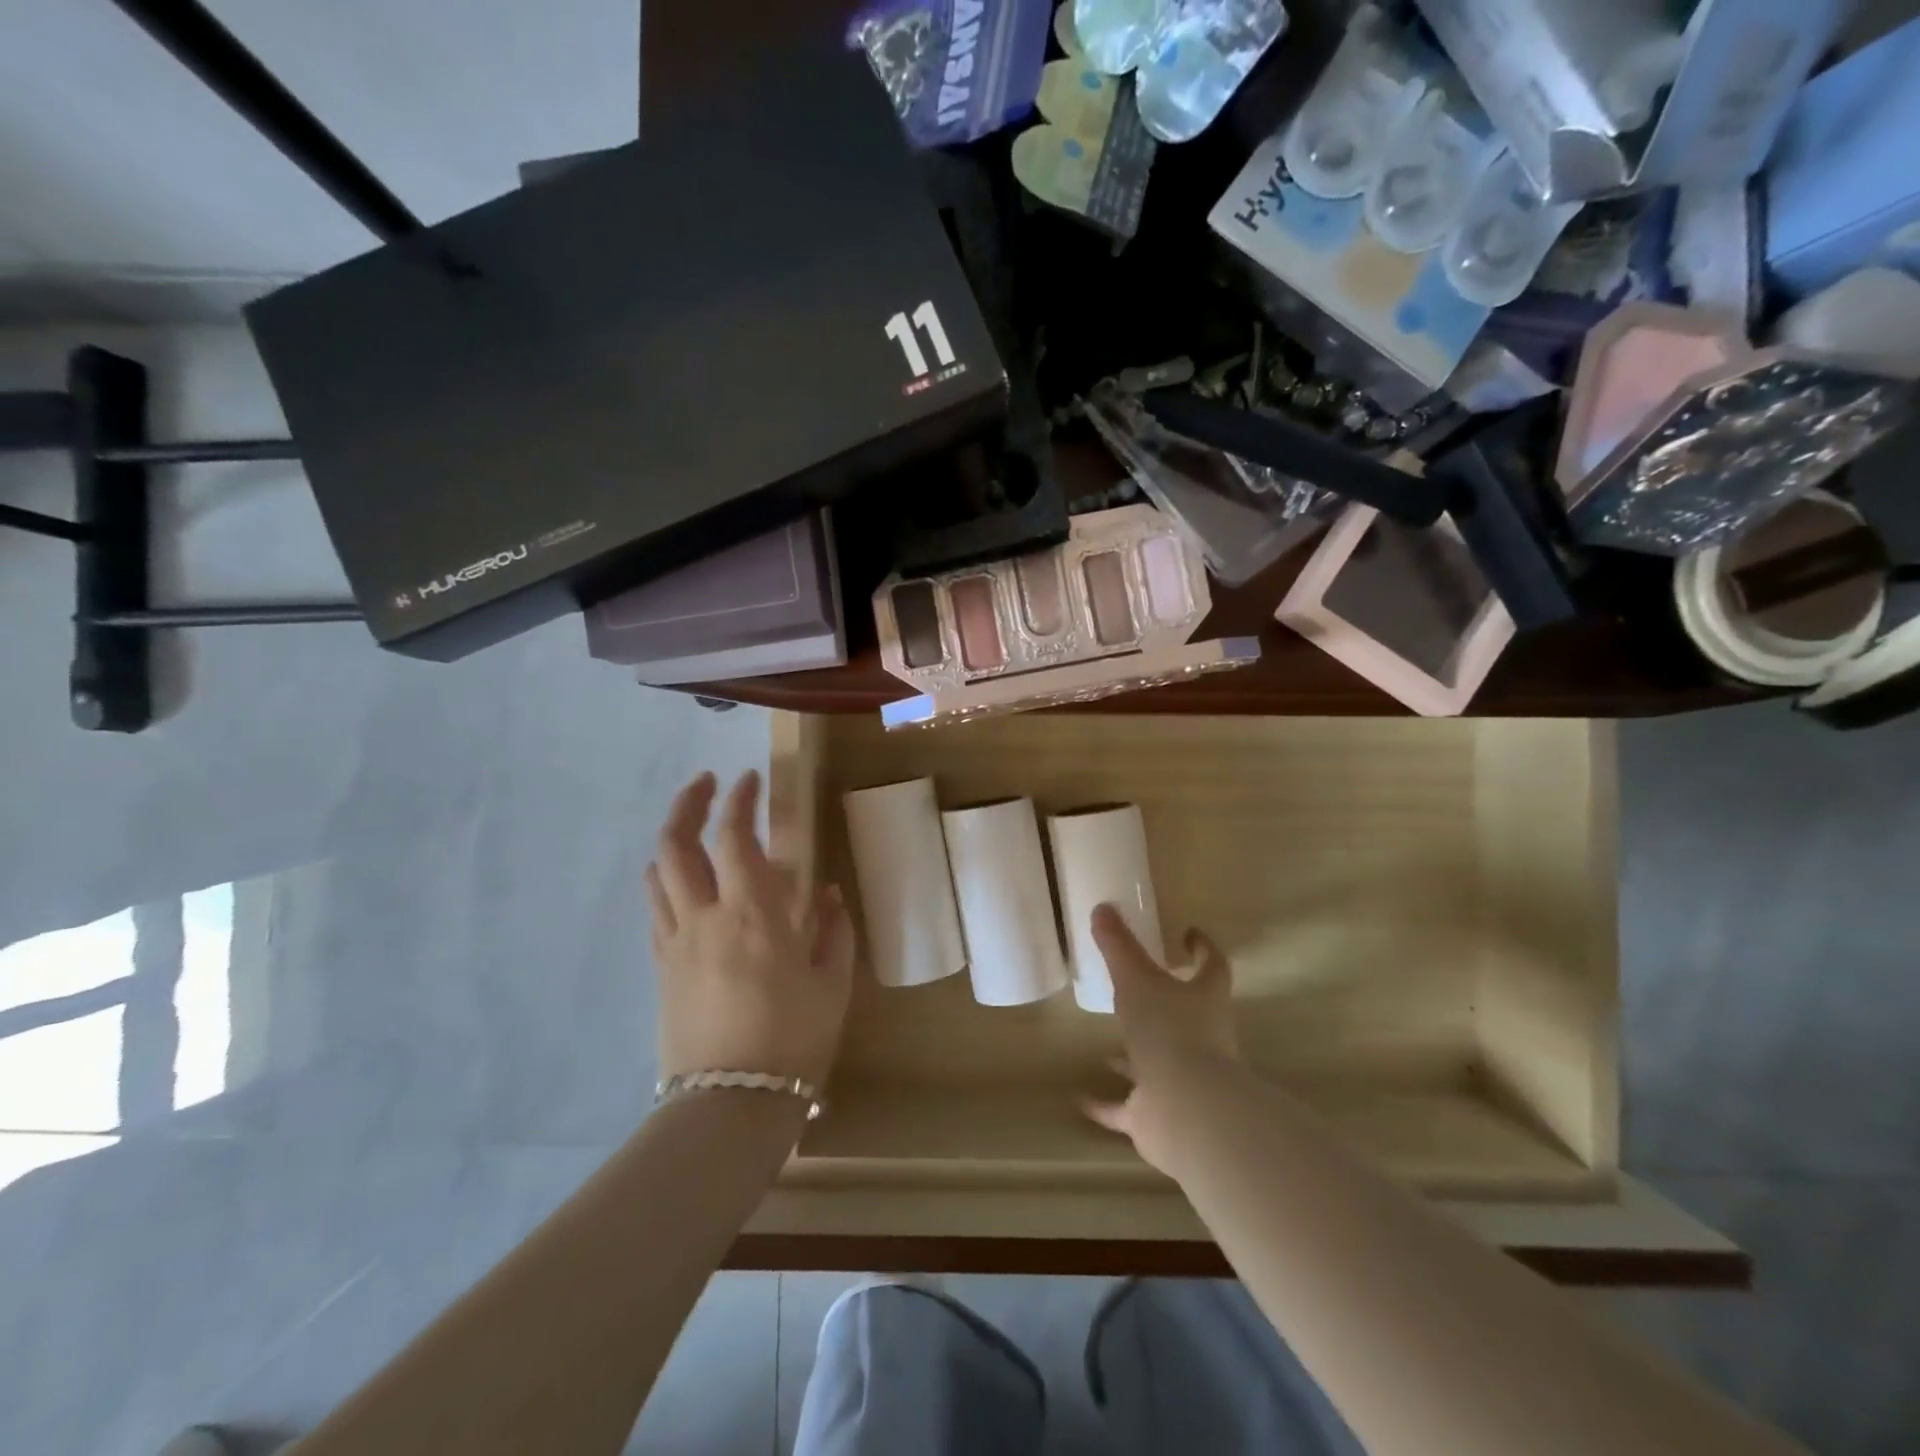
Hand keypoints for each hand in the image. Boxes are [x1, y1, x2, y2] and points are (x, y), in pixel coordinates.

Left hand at [644, 770, 854, 1088]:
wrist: (730, 1106)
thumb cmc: (793, 1040)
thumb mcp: (832, 983)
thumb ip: (832, 929)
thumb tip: (825, 893)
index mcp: (754, 914)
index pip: (735, 837)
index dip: (740, 800)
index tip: (750, 778)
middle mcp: (706, 917)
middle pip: (677, 844)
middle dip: (689, 803)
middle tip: (708, 784)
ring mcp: (676, 942)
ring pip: (658, 874)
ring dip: (672, 839)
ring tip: (693, 829)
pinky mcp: (662, 968)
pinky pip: (657, 910)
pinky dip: (668, 882)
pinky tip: (686, 886)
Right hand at [1084, 904, 1237, 1175]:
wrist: (1187, 1109)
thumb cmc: (1169, 1031)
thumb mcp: (1136, 979)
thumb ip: (1119, 946)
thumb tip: (1102, 908)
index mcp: (1204, 1000)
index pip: (1212, 966)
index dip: (1202, 948)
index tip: (1188, 933)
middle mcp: (1201, 1039)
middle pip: (1188, 1016)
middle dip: (1165, 1004)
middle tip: (1137, 989)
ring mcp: (1182, 1079)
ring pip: (1158, 1062)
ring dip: (1134, 1057)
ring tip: (1106, 1049)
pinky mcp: (1160, 1112)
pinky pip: (1130, 1108)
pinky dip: (1108, 1104)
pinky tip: (1082, 1099)